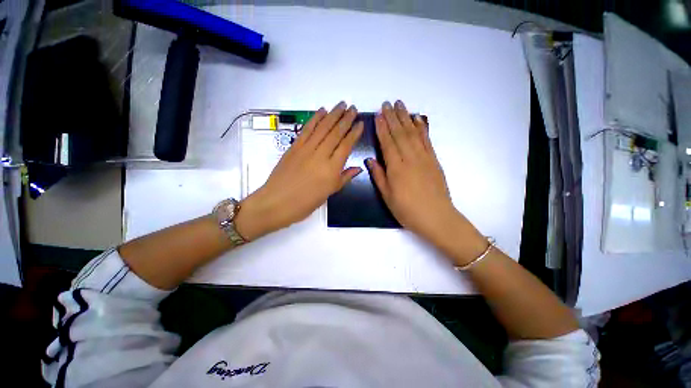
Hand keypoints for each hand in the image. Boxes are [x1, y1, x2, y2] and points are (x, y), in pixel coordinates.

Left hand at [235, 102, 363, 239]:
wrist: (277, 202)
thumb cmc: (306, 202)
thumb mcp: (329, 193)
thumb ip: (344, 178)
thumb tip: (358, 168)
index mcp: (331, 169)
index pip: (346, 146)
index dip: (354, 133)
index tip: (360, 123)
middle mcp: (320, 155)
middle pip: (335, 133)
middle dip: (346, 119)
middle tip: (353, 108)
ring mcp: (306, 149)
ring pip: (322, 128)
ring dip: (332, 114)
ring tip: (341, 105)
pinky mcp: (294, 147)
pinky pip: (306, 129)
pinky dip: (314, 119)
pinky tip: (321, 111)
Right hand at [368, 101, 485, 263]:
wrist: (436, 217)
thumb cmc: (407, 210)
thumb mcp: (387, 196)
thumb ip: (378, 175)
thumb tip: (370, 159)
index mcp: (396, 168)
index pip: (388, 143)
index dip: (382, 128)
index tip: (378, 114)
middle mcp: (410, 159)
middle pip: (400, 134)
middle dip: (392, 117)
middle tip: (387, 103)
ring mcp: (424, 158)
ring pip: (413, 133)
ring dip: (406, 117)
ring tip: (400, 105)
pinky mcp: (434, 160)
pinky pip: (427, 140)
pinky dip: (422, 127)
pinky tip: (417, 119)